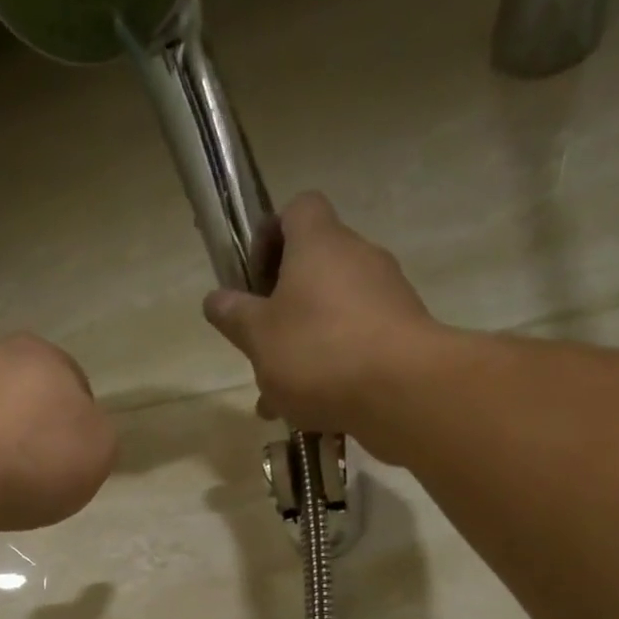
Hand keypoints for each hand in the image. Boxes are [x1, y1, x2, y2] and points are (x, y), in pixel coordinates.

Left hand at [0, 335, 116, 531]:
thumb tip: (84, 431)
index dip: (79, 424)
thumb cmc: (36, 457)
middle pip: (27, 393)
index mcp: (43, 354)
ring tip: (3, 481)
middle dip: (34, 425)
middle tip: (40, 469)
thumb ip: (99, 435)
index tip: (75, 459)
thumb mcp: (99, 451)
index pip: (74, 384)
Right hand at [204, 193, 441, 454]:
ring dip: (303, 345)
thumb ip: (234, 316)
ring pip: (331, 312)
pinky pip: (355, 341)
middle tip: (260, 346)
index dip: (270, 236)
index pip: (298, 209)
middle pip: (314, 266)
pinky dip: (332, 367)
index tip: (253, 278)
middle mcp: (358, 257)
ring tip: (279, 397)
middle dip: (281, 306)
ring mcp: (386, 294)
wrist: (401, 390)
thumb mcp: (257, 337)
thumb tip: (215, 299)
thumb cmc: (317, 352)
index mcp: (319, 243)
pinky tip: (313, 409)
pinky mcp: (403, 332)